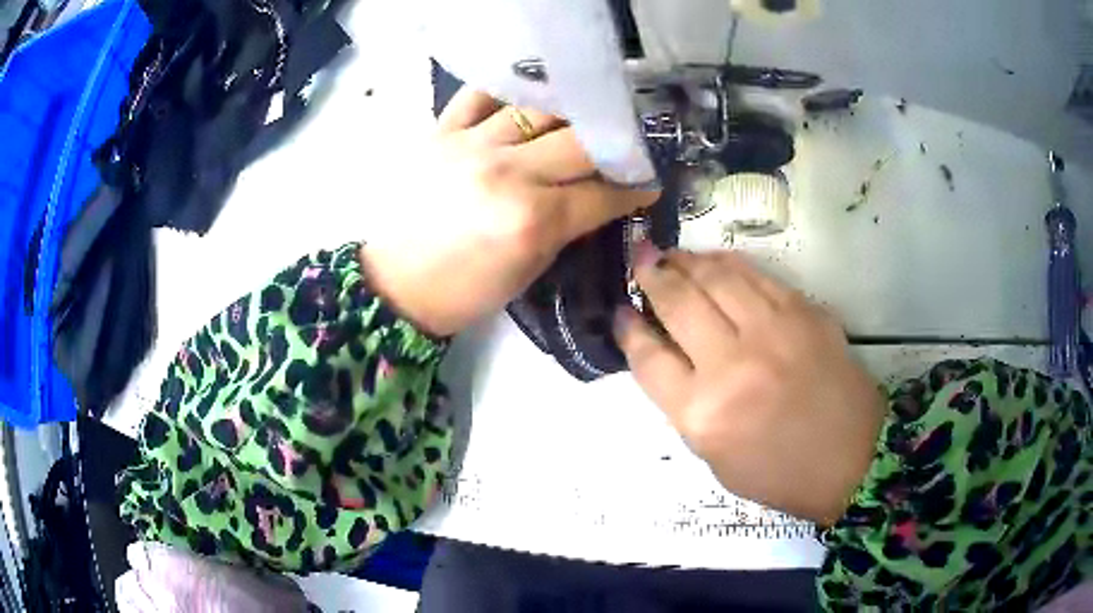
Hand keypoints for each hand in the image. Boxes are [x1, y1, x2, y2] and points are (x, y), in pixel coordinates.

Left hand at [361, 88, 658, 336]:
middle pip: (580, 141)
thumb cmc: (464, 292)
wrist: (395, 284)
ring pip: (537, 108)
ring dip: (568, 112)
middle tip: (622, 145)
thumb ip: (565, 227)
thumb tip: (595, 197)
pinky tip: (523, 96)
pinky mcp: (440, 133)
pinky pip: (479, 95)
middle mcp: (507, 173)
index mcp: (532, 219)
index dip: (634, 188)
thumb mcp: (529, 271)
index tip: (649, 183)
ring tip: (580, 115)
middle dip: (612, 144)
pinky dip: (505, 90)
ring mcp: (472, 145)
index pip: (602, 193)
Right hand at [614, 246, 883, 524]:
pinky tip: (713, 261)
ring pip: (716, 277)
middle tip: (639, 260)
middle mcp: (732, 365)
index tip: (622, 312)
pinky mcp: (803, 312)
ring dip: (686, 260)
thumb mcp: (713, 456)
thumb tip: (664, 352)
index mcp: (703, 413)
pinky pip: (755, 275)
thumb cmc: (777, 471)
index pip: (649, 357)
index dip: (629, 330)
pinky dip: (727, 262)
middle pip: (678, 303)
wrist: (850, 458)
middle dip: (651, 276)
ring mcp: (771, 332)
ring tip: (671, 254)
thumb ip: (684, 403)